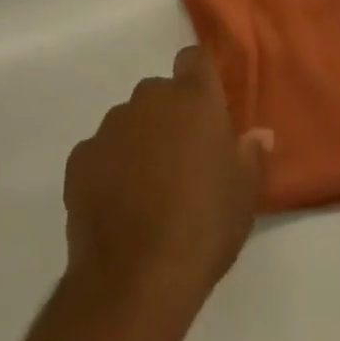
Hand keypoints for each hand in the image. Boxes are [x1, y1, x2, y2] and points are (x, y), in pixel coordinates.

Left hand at [63, 45, 272, 314]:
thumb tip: (259, 135)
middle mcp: (150, 98)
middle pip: (159, 94)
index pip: (194, 58)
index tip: (205, 110)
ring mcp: (110, 126)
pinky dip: (107, 170)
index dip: (199, 78)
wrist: (134, 281)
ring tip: (146, 192)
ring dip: (137, 143)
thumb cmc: (202, 228)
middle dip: (168, 118)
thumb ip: (252, 155)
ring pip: (128, 122)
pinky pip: (99, 154)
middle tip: (180, 162)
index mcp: (193, 97)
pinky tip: (116, 208)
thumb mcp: (245, 195)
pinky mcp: (80, 159)